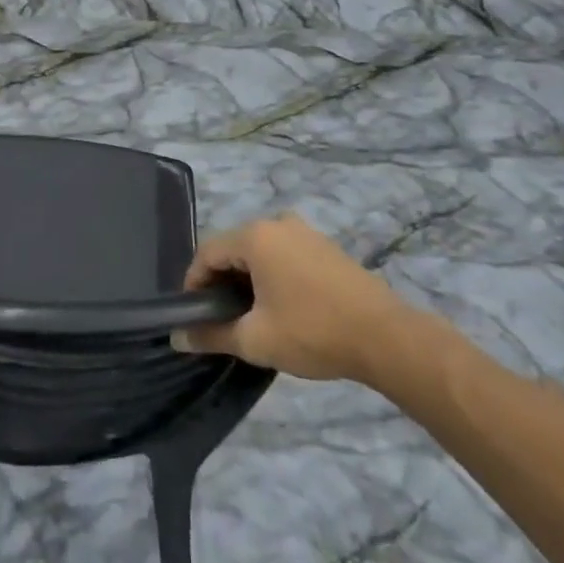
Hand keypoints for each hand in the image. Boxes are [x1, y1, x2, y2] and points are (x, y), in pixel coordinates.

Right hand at [174, 214, 434, 385]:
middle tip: (220, 320)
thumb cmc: (313, 332)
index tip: (193, 317)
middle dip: (220, 282)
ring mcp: (304, 231)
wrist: (386, 337)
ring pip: (259, 252)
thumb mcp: (256, 339)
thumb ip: (212, 335)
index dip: (194, 285)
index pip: (207, 252)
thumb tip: (178, 338)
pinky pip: (283, 254)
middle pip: (233, 248)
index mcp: (255, 236)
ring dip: (247, 279)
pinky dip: (271, 275)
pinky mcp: (324, 246)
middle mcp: (276, 222)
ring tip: (250, 317)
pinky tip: (281, 307)